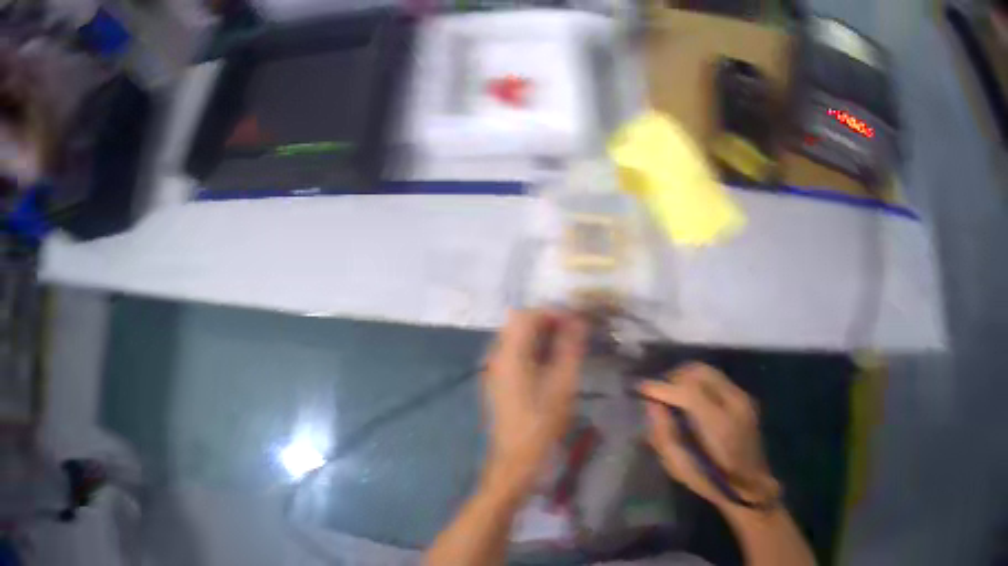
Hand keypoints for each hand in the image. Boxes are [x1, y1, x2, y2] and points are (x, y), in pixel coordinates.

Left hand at [482, 310, 587, 494]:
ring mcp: (494, 370)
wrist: (516, 458)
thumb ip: (569, 347)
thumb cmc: (542, 422)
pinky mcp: (498, 382)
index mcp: (509, 354)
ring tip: (567, 346)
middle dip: (547, 321)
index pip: (526, 315)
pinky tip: (551, 364)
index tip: (577, 321)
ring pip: (516, 338)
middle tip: (574, 332)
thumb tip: (578, 319)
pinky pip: (514, 353)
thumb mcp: (563, 384)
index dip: (552, 312)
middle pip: (518, 324)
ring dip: (540, 335)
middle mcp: (496, 356)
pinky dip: (533, 349)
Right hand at [639, 362, 778, 509]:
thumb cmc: (712, 482)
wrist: (751, 484)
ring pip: (708, 371)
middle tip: (657, 391)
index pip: (687, 390)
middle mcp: (734, 402)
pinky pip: (717, 379)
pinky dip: (699, 382)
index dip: (661, 386)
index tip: (641, 388)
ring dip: (686, 377)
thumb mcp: (681, 468)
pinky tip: (690, 398)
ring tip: (671, 393)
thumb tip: (652, 407)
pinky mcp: (745, 397)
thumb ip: (664, 435)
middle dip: (673, 377)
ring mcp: (743, 397)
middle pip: (698, 371)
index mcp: (718, 424)